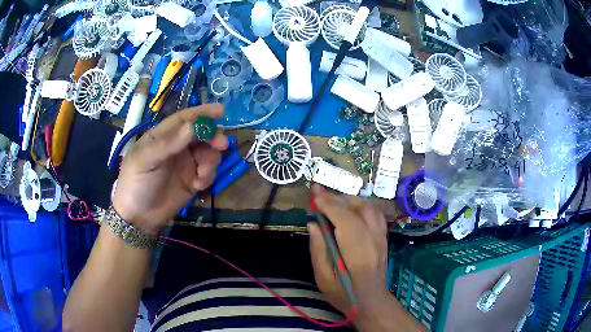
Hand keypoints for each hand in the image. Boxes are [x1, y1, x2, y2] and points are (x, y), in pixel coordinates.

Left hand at [112, 104, 227, 231]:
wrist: (139, 217)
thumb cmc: (136, 182)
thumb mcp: (146, 160)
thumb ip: (168, 143)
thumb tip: (192, 126)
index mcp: (162, 136)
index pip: (184, 119)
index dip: (201, 113)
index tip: (221, 111)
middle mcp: (176, 146)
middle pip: (200, 134)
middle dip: (213, 137)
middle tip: (222, 145)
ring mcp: (186, 163)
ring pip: (208, 153)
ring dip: (211, 160)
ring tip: (203, 174)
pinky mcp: (192, 180)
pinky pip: (208, 172)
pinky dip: (208, 176)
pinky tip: (198, 186)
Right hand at [308, 185, 390, 315]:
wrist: (371, 302)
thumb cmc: (344, 295)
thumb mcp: (323, 279)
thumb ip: (318, 251)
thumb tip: (313, 224)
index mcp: (358, 255)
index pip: (345, 220)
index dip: (329, 205)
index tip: (314, 196)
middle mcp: (373, 241)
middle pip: (358, 210)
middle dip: (336, 198)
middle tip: (318, 192)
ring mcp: (381, 238)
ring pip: (369, 208)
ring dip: (349, 199)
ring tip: (332, 199)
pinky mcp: (383, 238)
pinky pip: (375, 213)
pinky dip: (361, 205)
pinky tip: (349, 207)